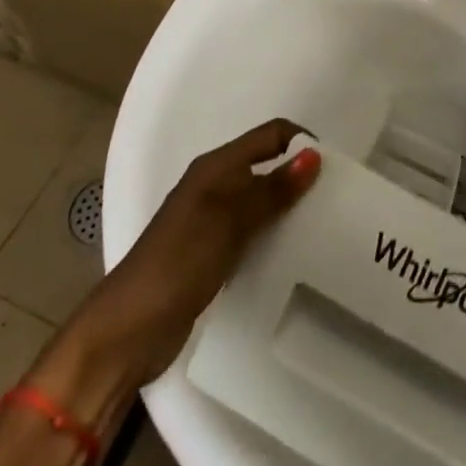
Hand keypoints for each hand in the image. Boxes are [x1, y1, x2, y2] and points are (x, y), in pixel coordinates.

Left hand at [29, 118, 320, 420]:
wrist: (129, 329)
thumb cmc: (179, 261)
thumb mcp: (229, 220)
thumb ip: (272, 189)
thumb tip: (314, 155)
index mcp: (216, 167)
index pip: (270, 135)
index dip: (301, 142)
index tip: (334, 168)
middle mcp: (215, 187)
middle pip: (267, 166)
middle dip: (299, 176)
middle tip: (336, 200)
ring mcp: (212, 223)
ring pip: (261, 201)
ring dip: (289, 208)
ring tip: (324, 227)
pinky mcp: (212, 256)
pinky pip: (253, 233)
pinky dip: (274, 236)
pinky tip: (294, 254)